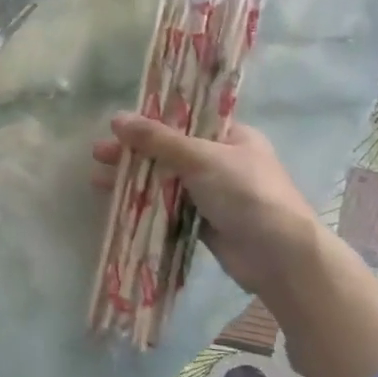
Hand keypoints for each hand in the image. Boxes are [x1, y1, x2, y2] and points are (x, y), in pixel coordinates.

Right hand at [93, 114, 320, 302]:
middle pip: (170, 150)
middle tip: (98, 153)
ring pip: (166, 181)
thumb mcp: (202, 158)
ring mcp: (213, 194)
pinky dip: (145, 205)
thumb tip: (117, 119)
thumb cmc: (247, 194)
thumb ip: (159, 140)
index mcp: (232, 136)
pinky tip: (117, 203)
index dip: (152, 120)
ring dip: (134, 179)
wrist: (280, 257)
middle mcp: (222, 161)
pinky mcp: (204, 223)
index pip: (187, 119)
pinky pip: (169, 209)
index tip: (119, 124)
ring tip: (97, 179)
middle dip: (134, 152)